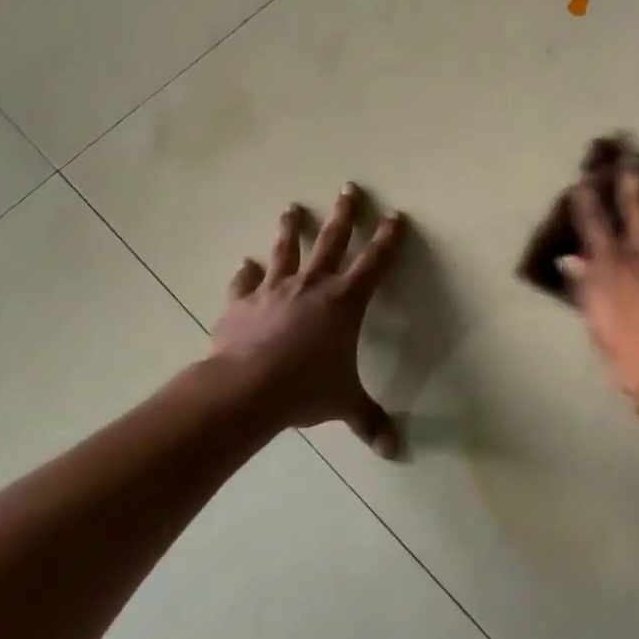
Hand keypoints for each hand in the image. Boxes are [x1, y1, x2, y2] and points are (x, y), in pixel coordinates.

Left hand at [210, 184, 406, 455]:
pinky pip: (245, 282)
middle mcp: (313, 286)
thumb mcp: (344, 404)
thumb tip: (393, 451)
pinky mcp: (242, 303)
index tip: (397, 216)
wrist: (246, 388)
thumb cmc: (305, 389)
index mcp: (345, 302)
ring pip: (286, 251)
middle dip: (345, 213)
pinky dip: (246, 273)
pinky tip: (245, 264)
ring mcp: (275, 290)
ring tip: (292, 208)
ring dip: (291, 229)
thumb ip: (369, 421)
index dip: (388, 239)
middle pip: (333, 241)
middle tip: (349, 187)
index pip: (375, 263)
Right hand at [561, 159, 638, 413]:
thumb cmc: (633, 355)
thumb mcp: (598, 324)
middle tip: (633, 156)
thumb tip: (570, 260)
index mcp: (610, 264)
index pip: (594, 221)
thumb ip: (586, 287)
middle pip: (637, 202)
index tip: (586, 180)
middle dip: (632, 176)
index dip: (588, 198)